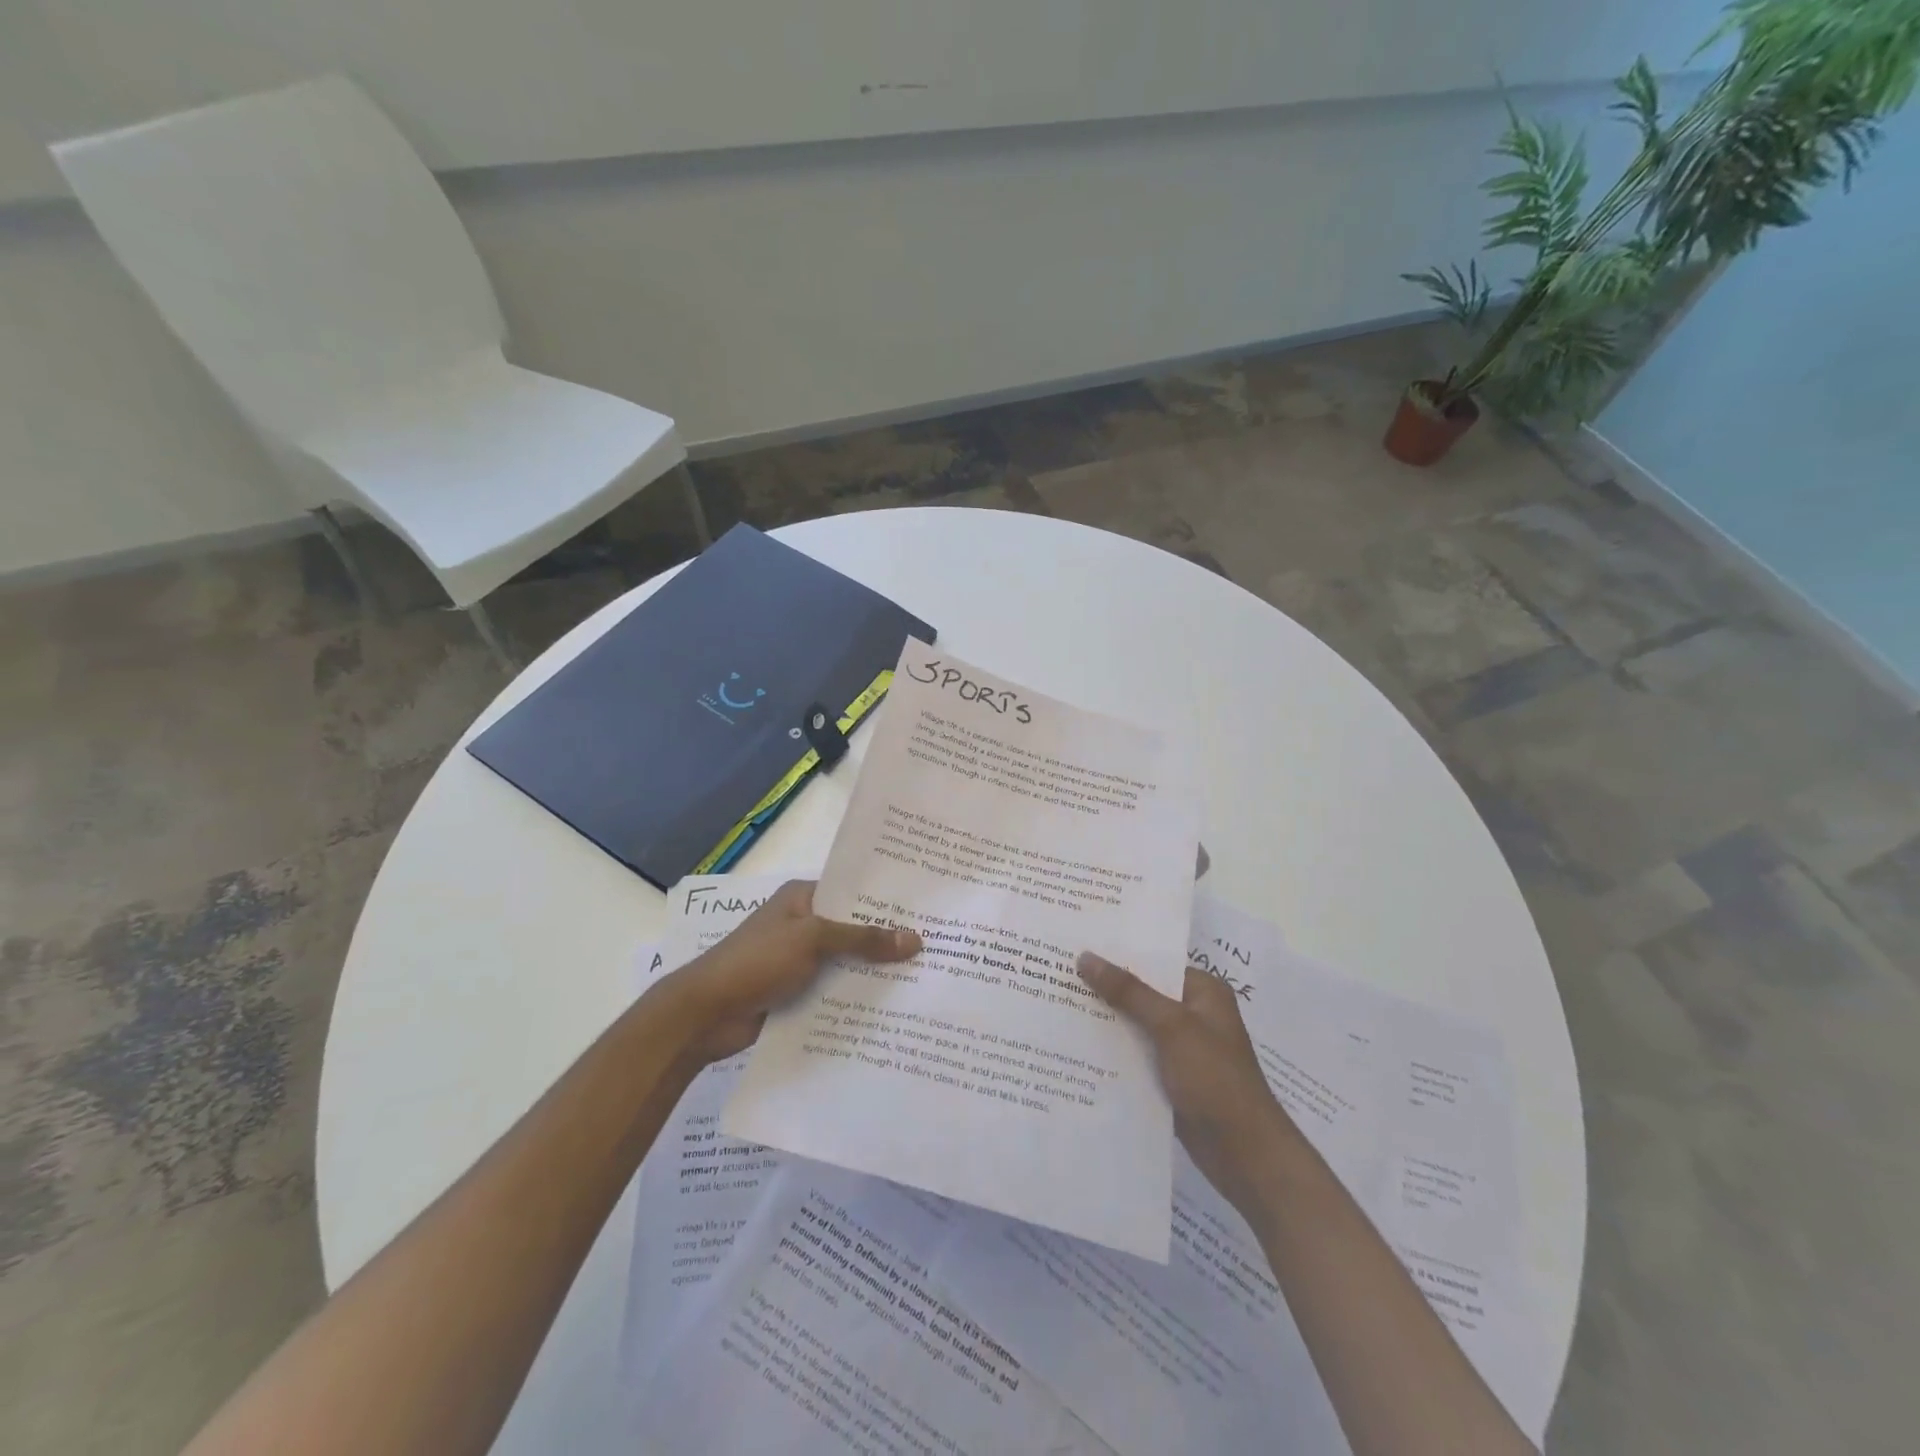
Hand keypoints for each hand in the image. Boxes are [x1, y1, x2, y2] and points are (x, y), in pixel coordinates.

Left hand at [665, 880, 920, 1064]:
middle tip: (936, 946)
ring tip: (924, 978)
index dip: (886, 900)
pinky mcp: (797, 992)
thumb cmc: (757, 961)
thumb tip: (915, 939)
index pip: (853, 891)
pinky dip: (855, 996)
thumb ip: (863, 938)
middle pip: (853, 929)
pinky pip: (834, 990)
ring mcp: (799, 960)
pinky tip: (891, 1007)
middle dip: (887, 939)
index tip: (927, 908)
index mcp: (803, 898)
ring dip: (874, 972)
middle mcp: (803, 924)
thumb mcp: (813, 940)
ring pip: (846, 962)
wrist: (704, 1014)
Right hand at [1077, 954, 1289, 1216]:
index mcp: (1202, 991)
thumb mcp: (1171, 1027)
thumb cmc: (1215, 1079)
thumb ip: (1128, 991)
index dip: (1117, 954)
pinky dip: (1113, 1052)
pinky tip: (1076, 1047)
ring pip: (1135, 1025)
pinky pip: (1136, 1055)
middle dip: (1105, 989)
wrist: (1245, 1155)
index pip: (1154, 961)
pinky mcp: (1170, 1078)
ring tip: (1056, 1005)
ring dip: (1105, 1021)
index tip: (1075, 946)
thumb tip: (1086, 957)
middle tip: (1056, 974)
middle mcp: (1193, 1014)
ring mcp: (1181, 1048)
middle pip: (1141, 993)